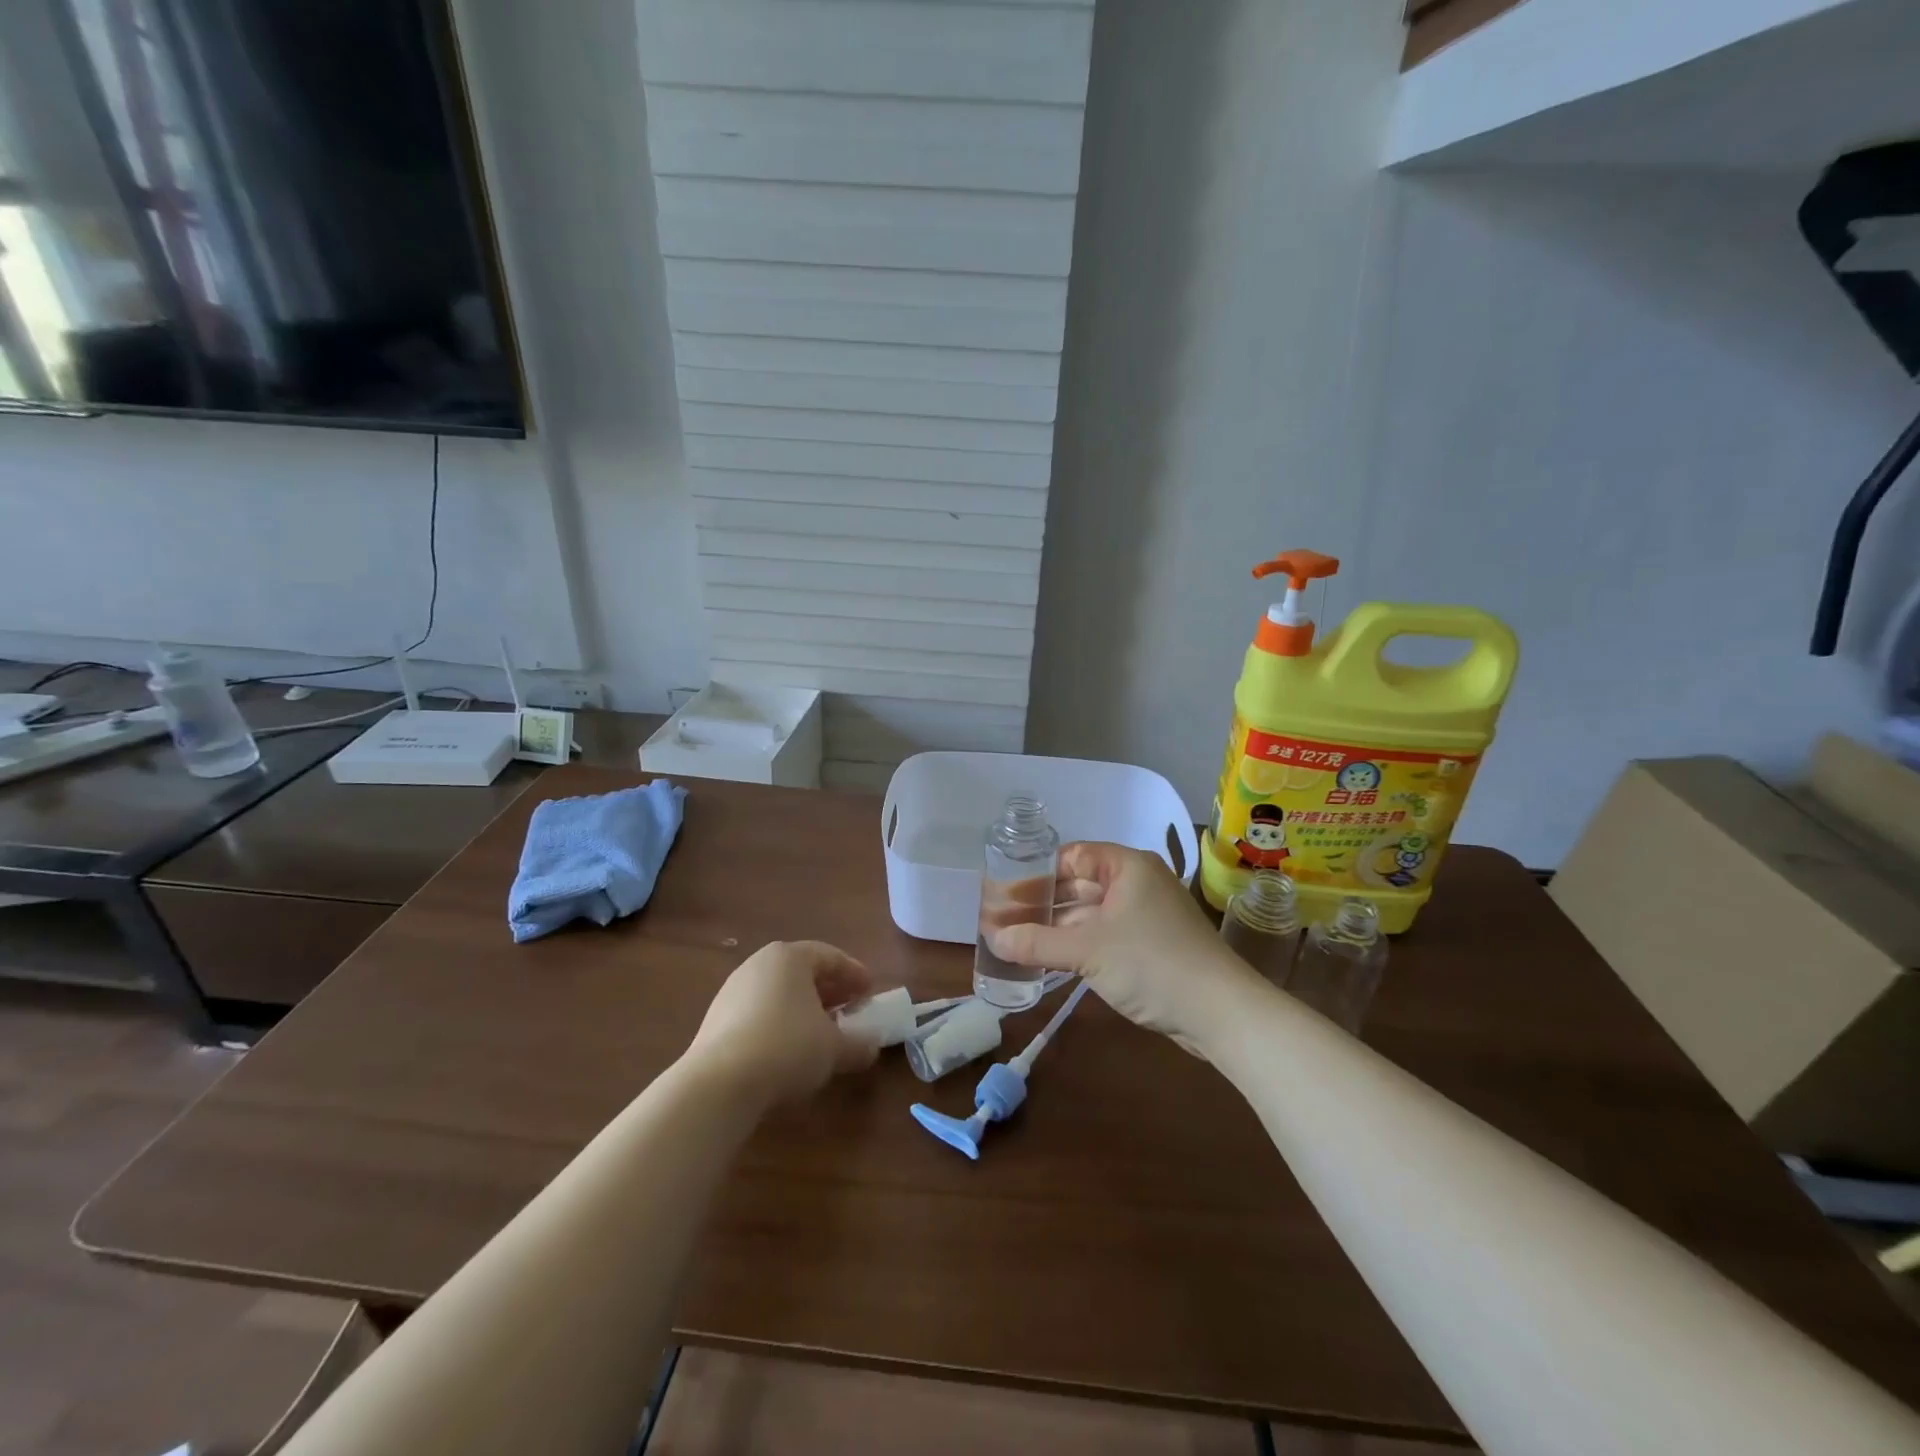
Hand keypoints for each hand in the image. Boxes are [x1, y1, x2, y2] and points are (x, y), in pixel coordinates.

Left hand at [685, 941, 878, 1105]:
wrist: (718, 1084)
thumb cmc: (787, 1048)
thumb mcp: (834, 1048)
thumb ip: (859, 1043)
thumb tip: (873, 1045)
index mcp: (790, 957)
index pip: (830, 956)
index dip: (854, 974)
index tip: (869, 992)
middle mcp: (759, 964)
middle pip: (802, 972)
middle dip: (829, 991)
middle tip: (850, 1010)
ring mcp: (733, 990)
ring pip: (779, 993)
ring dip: (804, 1009)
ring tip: (822, 1033)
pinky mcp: (716, 1020)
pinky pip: (759, 1013)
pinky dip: (780, 1023)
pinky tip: (790, 1049)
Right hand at [988, 843, 1258, 1052]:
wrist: (1221, 1012)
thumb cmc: (1153, 964)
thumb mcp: (1088, 951)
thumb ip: (1037, 943)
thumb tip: (992, 939)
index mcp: (1127, 867)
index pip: (1073, 855)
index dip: (1038, 871)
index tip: (1005, 891)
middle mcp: (1137, 883)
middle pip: (1080, 884)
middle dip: (1044, 902)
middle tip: (1003, 919)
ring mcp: (1146, 915)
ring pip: (1092, 912)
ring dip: (1059, 927)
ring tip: (1018, 939)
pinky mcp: (1152, 944)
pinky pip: (1106, 934)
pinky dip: (1079, 943)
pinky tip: (1051, 958)